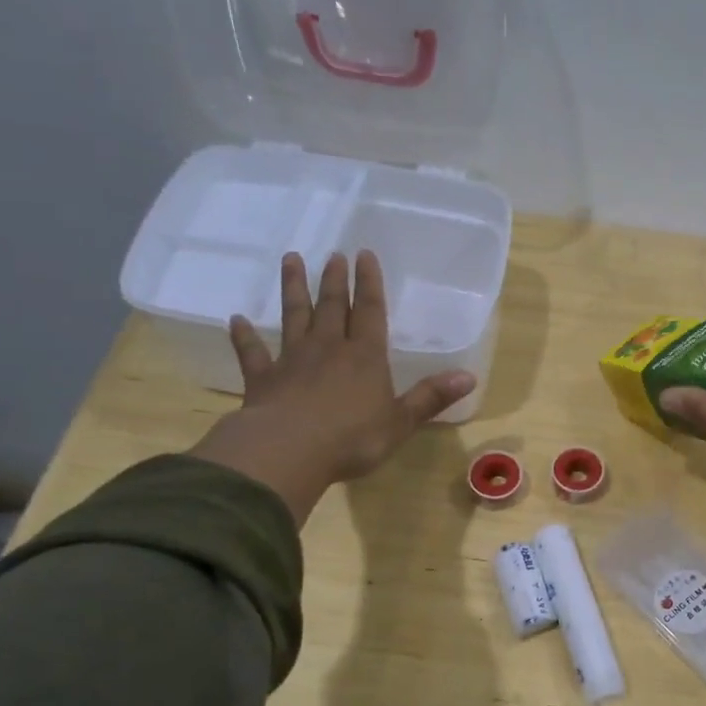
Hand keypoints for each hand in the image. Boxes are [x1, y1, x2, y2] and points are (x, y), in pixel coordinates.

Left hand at [190, 250, 474, 524]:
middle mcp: (328, 349)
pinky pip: (253, 353)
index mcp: (365, 357)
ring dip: (293, 289)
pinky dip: (244, 337)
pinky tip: (236, 320)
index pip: (369, 312)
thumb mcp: (401, 421)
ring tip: (291, 259)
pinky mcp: (263, 380)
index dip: (368, 284)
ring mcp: (292, 361)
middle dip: (333, 280)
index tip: (364, 254)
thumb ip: (431, 397)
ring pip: (293, 317)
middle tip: (332, 254)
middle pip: (330, 307)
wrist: (289, 451)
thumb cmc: (352, 438)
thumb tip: (469, 376)